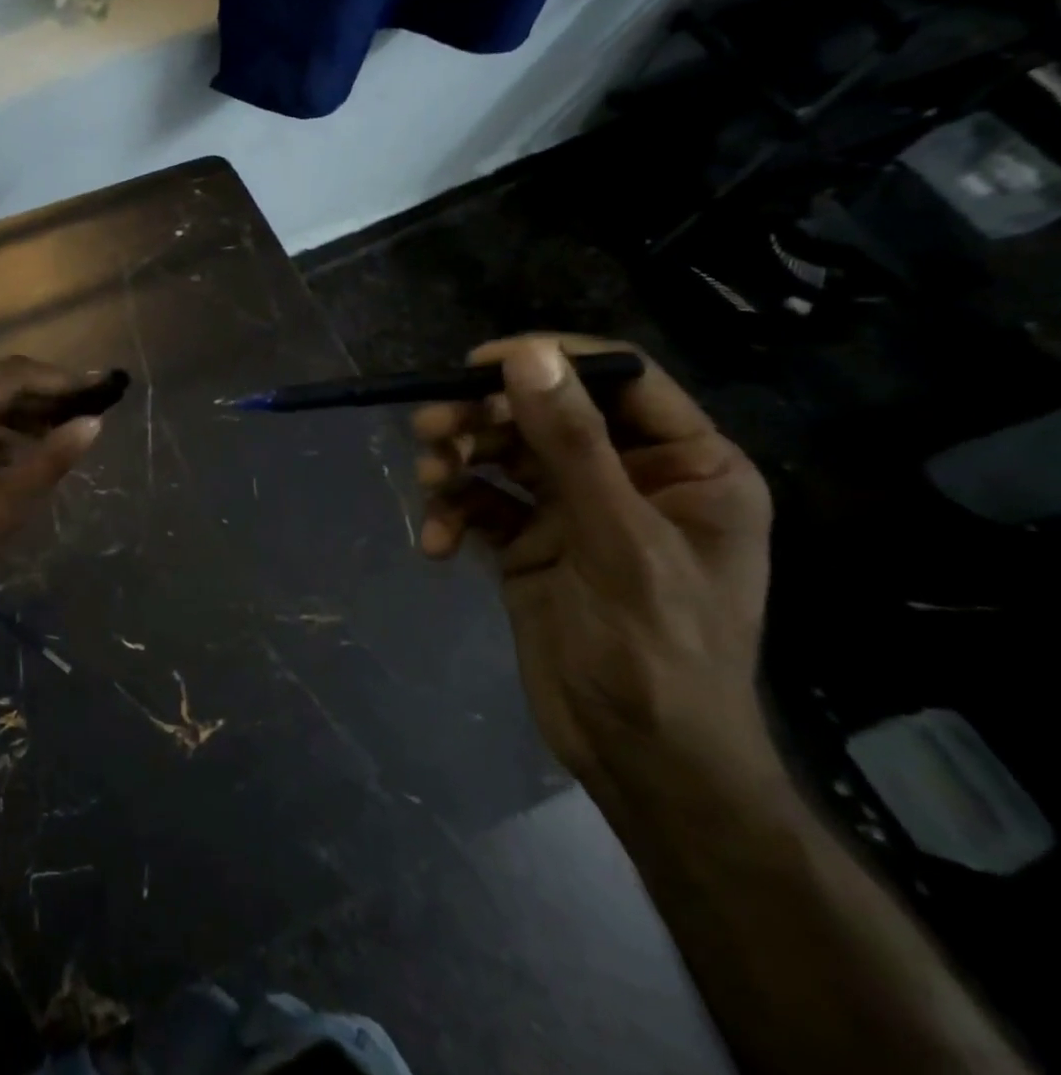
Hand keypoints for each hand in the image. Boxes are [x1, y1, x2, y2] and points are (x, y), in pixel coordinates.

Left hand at [0, 357, 104, 637]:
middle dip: (41, 396)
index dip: (59, 381)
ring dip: (17, 415)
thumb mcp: (4, 504)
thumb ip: (51, 459)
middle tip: (85, 409)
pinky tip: (18, 455)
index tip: (99, 388)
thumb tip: (93, 424)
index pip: (9, 377)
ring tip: (59, 433)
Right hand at [411, 334, 773, 800]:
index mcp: (685, 464)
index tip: (477, 364)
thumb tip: (526, 356)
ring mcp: (575, 509)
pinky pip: (482, 504)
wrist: (639, 757)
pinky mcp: (530, 541)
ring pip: (504, 455)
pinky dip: (453, 515)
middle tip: (428, 427)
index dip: (549, 360)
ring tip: (428, 481)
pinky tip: (435, 545)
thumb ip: (572, 443)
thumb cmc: (658, 649)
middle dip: (483, 419)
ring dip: (459, 462)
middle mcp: (629, 476)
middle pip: (544, 414)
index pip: (619, 378)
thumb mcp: (617, 538)